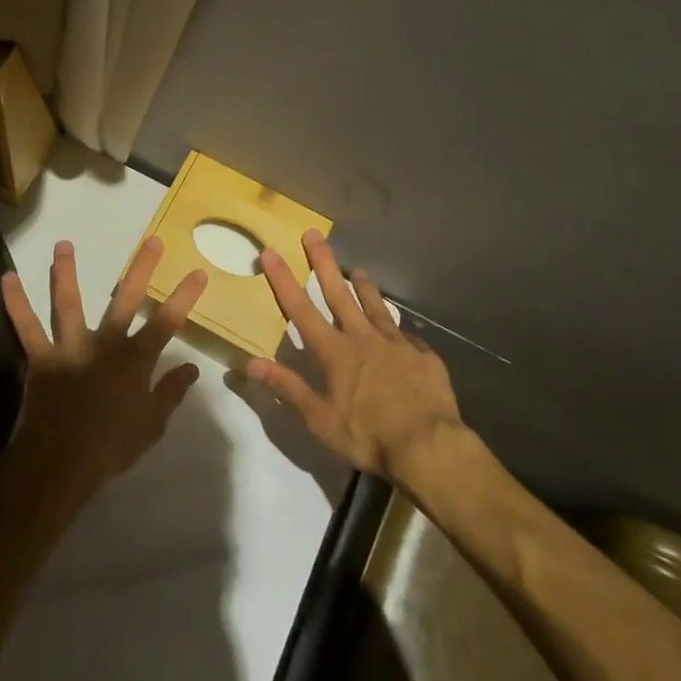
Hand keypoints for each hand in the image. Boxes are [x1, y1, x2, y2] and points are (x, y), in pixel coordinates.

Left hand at [1, 237, 205, 507]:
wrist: (63, 462)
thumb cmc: (112, 446)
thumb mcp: (152, 425)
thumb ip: (170, 392)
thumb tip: (192, 368)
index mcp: (135, 360)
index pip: (167, 322)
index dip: (184, 296)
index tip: (199, 272)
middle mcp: (105, 344)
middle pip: (126, 300)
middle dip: (141, 269)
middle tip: (151, 239)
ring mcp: (71, 347)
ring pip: (69, 303)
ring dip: (66, 272)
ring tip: (63, 244)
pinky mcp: (42, 357)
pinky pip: (26, 327)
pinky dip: (15, 303)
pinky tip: (7, 278)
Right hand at [248, 230, 467, 486]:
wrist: (430, 446)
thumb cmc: (368, 435)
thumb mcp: (320, 420)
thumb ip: (287, 388)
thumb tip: (250, 363)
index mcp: (335, 352)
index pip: (301, 309)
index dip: (283, 280)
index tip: (271, 252)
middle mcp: (363, 338)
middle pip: (339, 293)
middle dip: (324, 263)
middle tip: (314, 234)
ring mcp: (396, 344)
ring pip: (376, 307)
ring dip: (365, 287)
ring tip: (360, 270)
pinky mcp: (423, 357)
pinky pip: (407, 336)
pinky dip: (399, 328)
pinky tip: (402, 328)